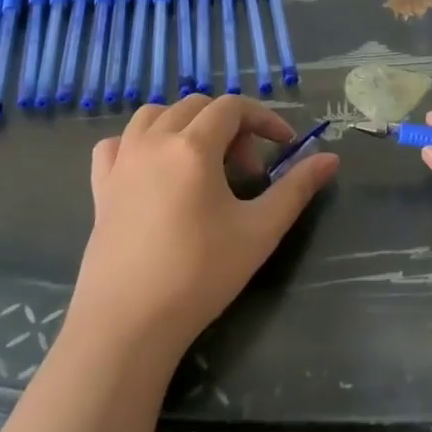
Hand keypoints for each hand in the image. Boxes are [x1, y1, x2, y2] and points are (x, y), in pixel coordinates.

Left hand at [66, 95, 337, 363]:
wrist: (127, 324)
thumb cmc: (200, 274)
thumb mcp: (260, 231)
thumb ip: (297, 188)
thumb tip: (331, 158)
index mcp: (193, 146)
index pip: (233, 107)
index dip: (264, 119)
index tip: (285, 146)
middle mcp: (154, 141)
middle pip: (197, 107)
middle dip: (230, 127)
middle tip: (247, 171)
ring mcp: (122, 162)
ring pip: (154, 115)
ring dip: (186, 125)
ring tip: (203, 162)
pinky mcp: (100, 187)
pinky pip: (117, 144)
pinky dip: (140, 143)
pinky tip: (153, 169)